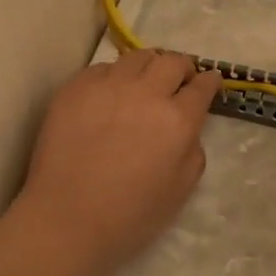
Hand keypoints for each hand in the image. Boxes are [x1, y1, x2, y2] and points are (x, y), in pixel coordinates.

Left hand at [16, 50, 219, 275]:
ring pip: (137, 57)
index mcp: (177, 120)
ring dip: (148, 66)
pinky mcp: (75, 88)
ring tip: (144, 80)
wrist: (66, 219)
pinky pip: (102, 68)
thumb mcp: (181, 190)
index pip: (202, 86)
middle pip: (172, 61)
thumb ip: (193, 150)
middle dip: (182, 67)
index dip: (209, 82)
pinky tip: (109, 94)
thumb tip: (187, 128)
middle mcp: (145, 93)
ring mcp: (107, 86)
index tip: (210, 82)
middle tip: (179, 80)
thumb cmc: (129, 215)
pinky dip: (113, 76)